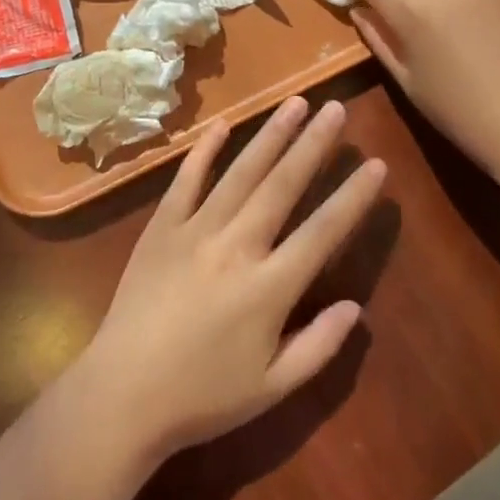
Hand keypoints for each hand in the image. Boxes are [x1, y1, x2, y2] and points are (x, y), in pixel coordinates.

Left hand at [79, 98, 383, 464]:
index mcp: (268, 288)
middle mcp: (236, 246)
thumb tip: (356, 307)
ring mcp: (195, 230)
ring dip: (270, 135)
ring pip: (241, 172)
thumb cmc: (202, 397)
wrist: (123, 394)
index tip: (376, 165)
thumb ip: (319, 347)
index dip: (352, 197)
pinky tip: (222, 125)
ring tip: (295, 103)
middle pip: (283, 185)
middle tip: (337, 109)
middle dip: (313, 144)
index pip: (322, 232)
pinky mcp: (161, 226)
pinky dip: (205, 151)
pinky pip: (186, 180)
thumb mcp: (272, 389)